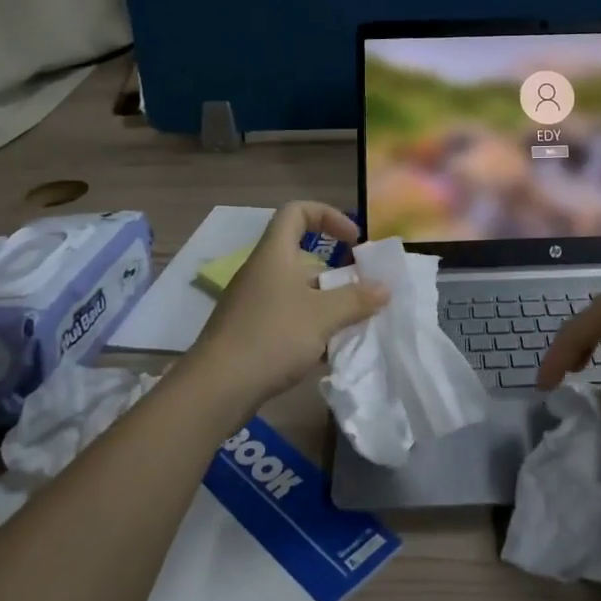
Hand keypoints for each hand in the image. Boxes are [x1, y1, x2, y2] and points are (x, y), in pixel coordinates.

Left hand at [184, 201, 388, 419]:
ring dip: (327, 304)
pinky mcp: (250, 332)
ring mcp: (253, 303)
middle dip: (337, 273)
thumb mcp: (323, 316)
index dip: (329, 216)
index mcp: (275, 254)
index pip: (297, 211)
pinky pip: (288, 318)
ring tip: (353, 325)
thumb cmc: (272, 336)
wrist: (216, 389)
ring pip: (298, 292)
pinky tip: (329, 352)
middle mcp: (262, 272)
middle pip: (303, 257)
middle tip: (363, 291)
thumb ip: (356, 299)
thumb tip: (384, 288)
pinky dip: (311, 328)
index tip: (353, 240)